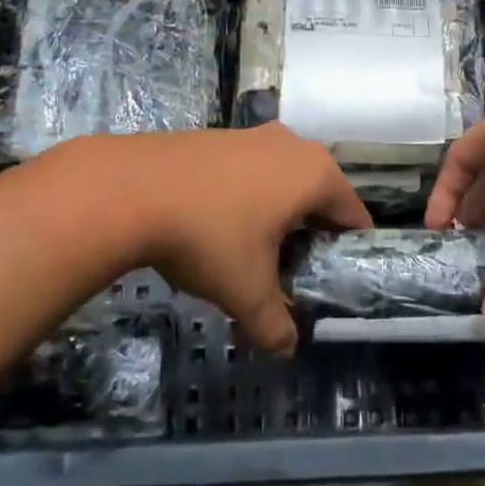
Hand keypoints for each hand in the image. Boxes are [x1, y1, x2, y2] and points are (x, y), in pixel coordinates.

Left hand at [65, 125, 370, 351]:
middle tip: (292, 271)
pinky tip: (216, 225)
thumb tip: (286, 349)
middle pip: (318, 195)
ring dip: (276, 213)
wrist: (130, 189)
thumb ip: (274, 325)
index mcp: (315, 175)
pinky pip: (249, 170)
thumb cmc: (208, 236)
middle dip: (310, 233)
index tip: (332, 279)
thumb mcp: (246, 292)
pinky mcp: (218, 135)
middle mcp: (292, 146)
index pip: (353, 215)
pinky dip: (246, 196)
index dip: (348, 251)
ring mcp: (252, 135)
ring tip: (252, 252)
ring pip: (282, 180)